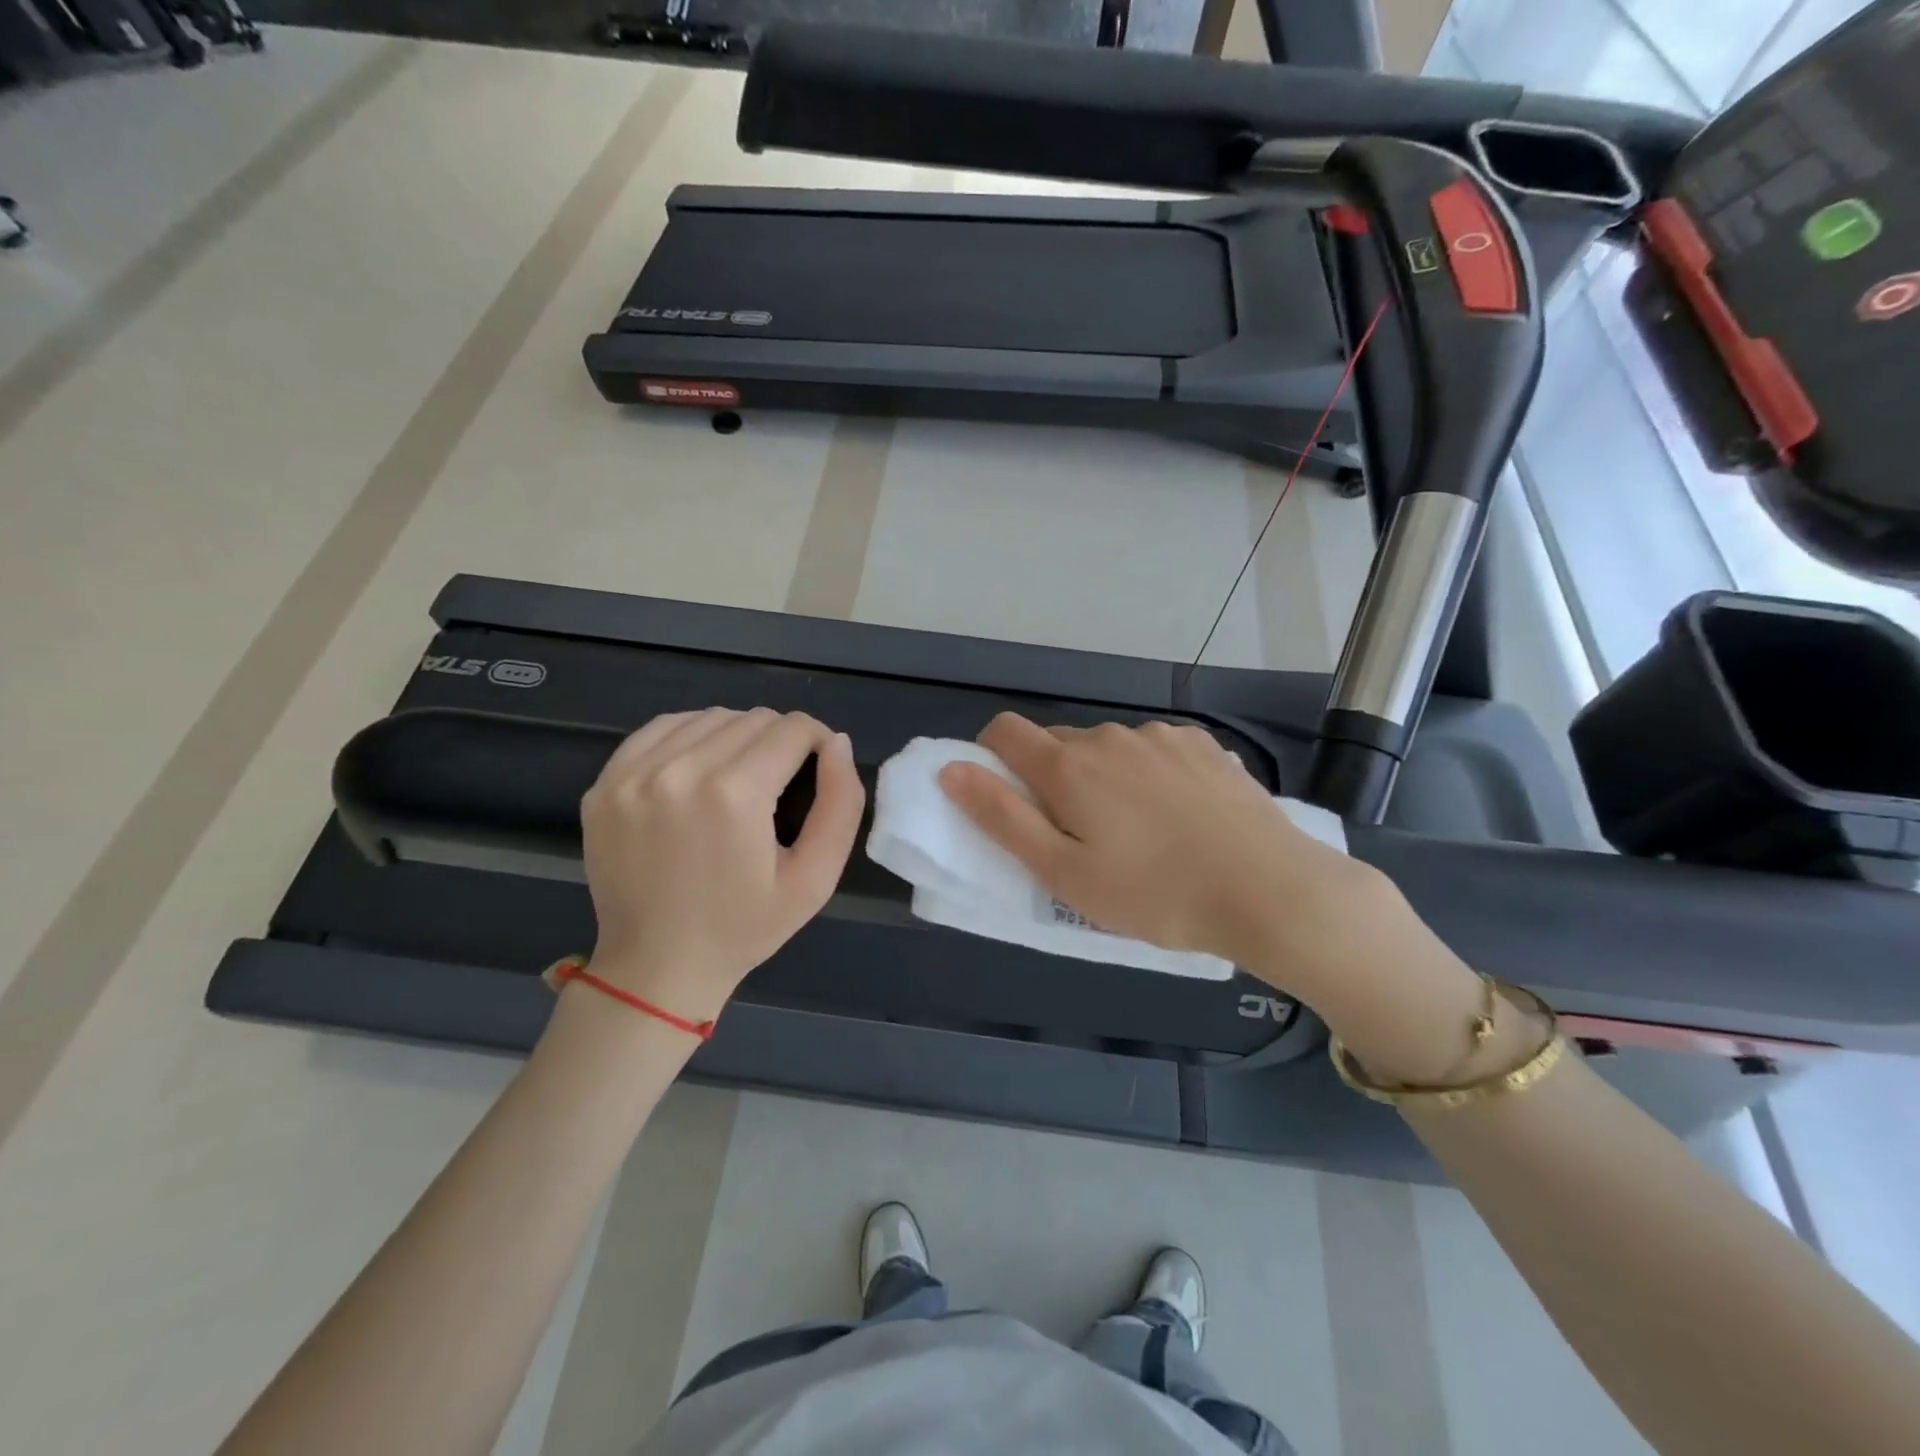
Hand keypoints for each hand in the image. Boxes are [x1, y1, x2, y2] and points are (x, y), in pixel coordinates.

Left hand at [575, 707, 864, 1020]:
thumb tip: (836, 743)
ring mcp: (633, 775)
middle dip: (780, 740)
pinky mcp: (605, 783)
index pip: (792, 729)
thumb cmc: (744, 928)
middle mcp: (679, 771)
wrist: (656, 967)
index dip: (817, 741)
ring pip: (709, 717)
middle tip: (782, 781)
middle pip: (752, 718)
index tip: (818, 766)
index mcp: (734, 795)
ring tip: (741, 775)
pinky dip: (691, 737)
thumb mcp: (815, 878)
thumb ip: (840, 804)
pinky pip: (662, 729)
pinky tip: (700, 768)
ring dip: (736, 735)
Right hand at [938, 713, 1393, 991]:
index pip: (1004, 731)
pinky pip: (1152, 749)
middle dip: (1051, 779)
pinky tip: (1177, 814)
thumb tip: (950, 769)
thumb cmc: (1156, 895)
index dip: (991, 758)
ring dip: (1101, 777)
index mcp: (1069, 766)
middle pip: (1057, 744)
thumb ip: (1002, 817)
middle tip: (1077, 837)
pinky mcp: (1203, 745)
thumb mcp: (1065, 873)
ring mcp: (1161, 736)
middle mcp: (1110, 736)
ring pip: (1107, 748)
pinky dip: (1146, 773)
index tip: (1009, 801)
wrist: (1271, 891)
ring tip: (1135, 832)